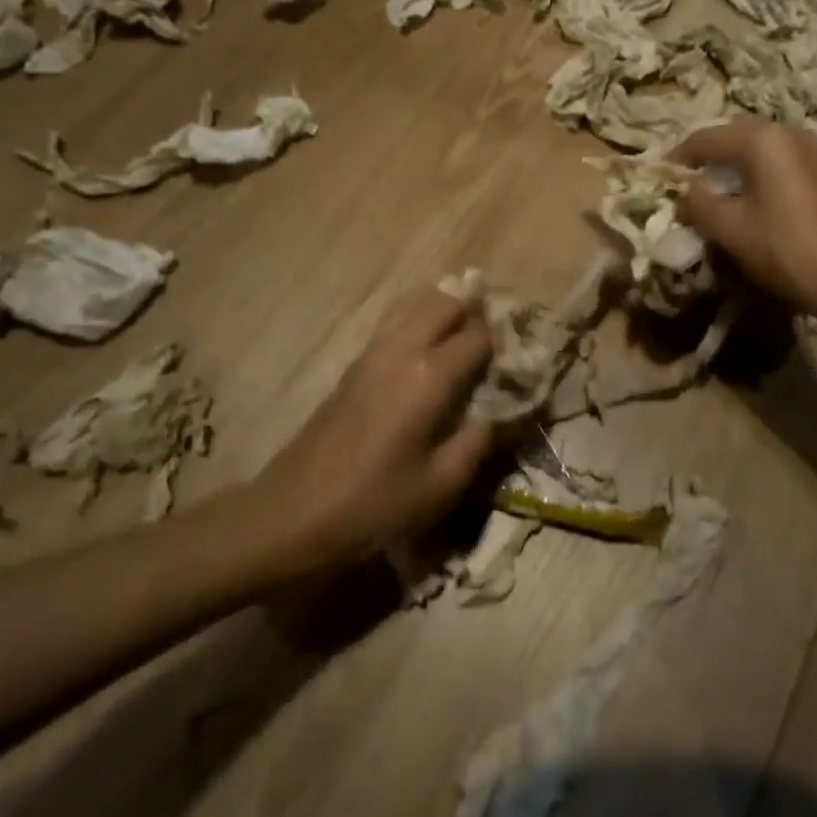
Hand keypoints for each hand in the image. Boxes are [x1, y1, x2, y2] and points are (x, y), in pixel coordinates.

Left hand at [253, 291, 495, 571]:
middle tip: (496, 343)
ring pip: (416, 305)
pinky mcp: (353, 365)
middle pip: (445, 302)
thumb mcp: (441, 485)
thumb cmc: (374, 506)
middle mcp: (401, 350)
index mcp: (428, 377)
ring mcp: (372, 353)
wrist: (293, 514)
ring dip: (446, 312)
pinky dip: (419, 323)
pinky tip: (429, 356)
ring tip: (466, 342)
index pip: (479, 336)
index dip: (506, 342)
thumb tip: (500, 411)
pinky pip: (395, 324)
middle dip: (476, 312)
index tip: (524, 357)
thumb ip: (479, 441)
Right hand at [674, 120, 816, 317]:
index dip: (678, 158)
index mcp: (761, 138)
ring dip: (730, 165)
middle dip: (706, 158)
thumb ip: (697, 203)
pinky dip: (754, 173)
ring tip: (711, 192)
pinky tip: (744, 198)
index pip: (705, 138)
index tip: (659, 178)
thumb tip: (683, 194)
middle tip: (684, 183)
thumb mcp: (728, 226)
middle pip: (733, 136)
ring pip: (756, 148)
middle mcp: (786, 132)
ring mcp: (809, 149)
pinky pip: (775, 161)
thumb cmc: (781, 246)